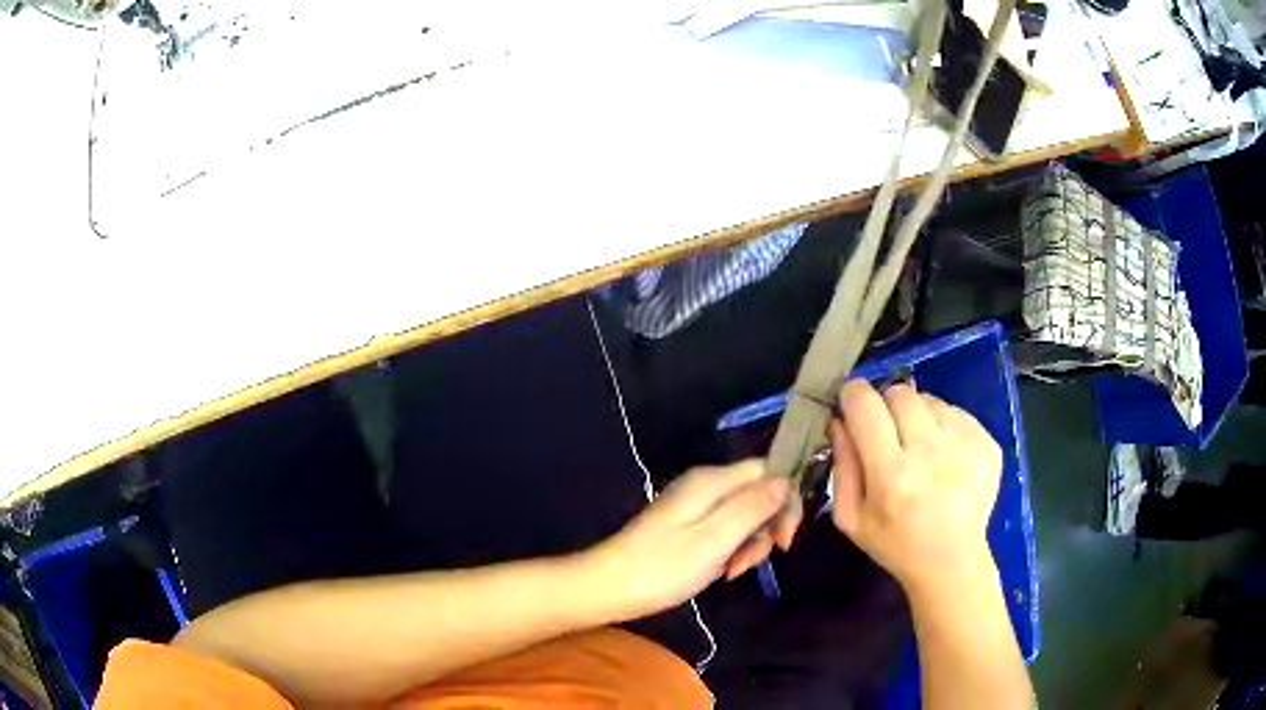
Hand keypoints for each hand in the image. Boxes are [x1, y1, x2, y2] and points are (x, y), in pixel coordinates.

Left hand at [586, 460, 788, 620]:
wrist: (608, 587)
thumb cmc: (662, 567)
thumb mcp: (715, 539)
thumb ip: (753, 507)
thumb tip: (787, 479)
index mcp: (713, 481)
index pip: (769, 471)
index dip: (786, 500)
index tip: (783, 541)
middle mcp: (706, 485)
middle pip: (759, 494)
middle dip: (766, 529)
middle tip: (751, 562)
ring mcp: (696, 506)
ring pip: (745, 516)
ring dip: (749, 545)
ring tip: (731, 572)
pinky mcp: (688, 526)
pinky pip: (726, 530)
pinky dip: (731, 551)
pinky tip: (721, 571)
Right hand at [829, 380, 1001, 595]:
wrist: (952, 561)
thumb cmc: (895, 543)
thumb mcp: (851, 517)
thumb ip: (842, 466)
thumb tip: (840, 420)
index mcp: (891, 474)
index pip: (866, 405)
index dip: (854, 395)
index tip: (852, 404)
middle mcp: (930, 451)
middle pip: (900, 393)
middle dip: (886, 404)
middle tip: (887, 430)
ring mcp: (964, 444)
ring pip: (929, 400)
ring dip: (917, 415)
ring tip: (919, 447)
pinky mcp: (987, 443)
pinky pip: (956, 413)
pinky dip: (943, 426)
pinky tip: (944, 456)